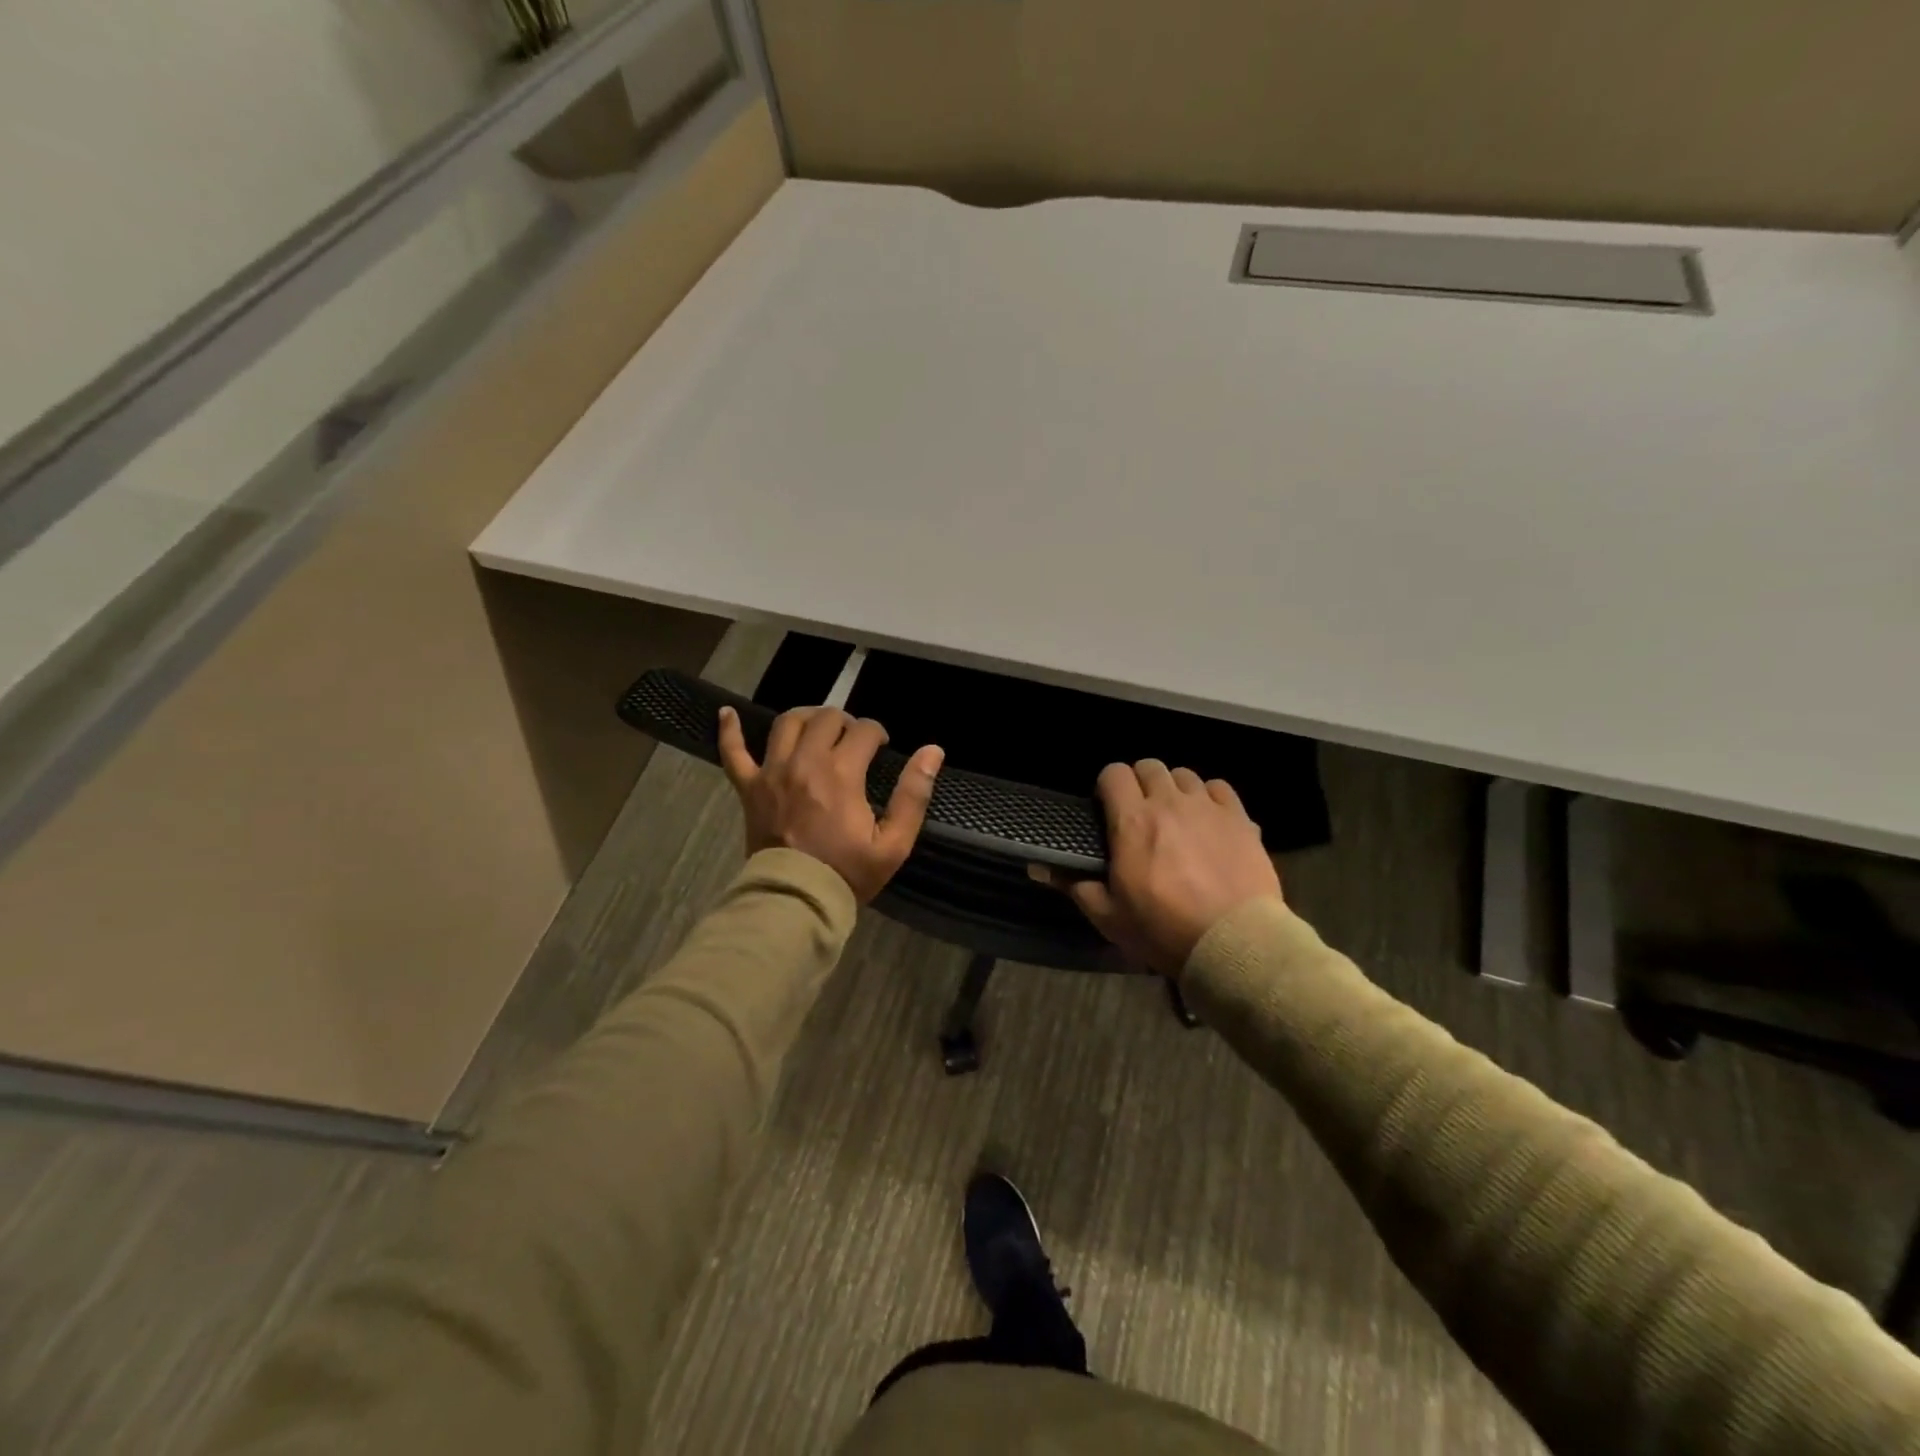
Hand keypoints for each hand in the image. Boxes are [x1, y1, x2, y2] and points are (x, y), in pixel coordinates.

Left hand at [718, 704, 943, 902]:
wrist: (796, 901)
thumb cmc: (848, 873)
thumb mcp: (894, 843)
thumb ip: (913, 795)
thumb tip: (933, 751)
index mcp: (842, 773)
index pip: (864, 730)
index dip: (878, 733)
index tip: (882, 746)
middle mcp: (805, 762)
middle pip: (826, 718)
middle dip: (846, 722)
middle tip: (854, 741)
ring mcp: (772, 772)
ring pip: (787, 723)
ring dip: (807, 717)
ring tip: (819, 727)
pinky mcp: (749, 788)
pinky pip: (733, 753)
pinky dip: (730, 731)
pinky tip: (727, 713)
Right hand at [1054, 760, 1281, 974]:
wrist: (1232, 942)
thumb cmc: (1163, 929)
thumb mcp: (1109, 915)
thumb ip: (1074, 885)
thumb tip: (1037, 867)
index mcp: (1131, 822)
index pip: (1114, 773)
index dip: (1107, 785)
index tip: (1107, 806)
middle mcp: (1169, 803)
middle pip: (1150, 766)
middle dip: (1140, 782)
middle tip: (1140, 811)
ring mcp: (1208, 808)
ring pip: (1185, 775)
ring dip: (1174, 789)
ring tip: (1175, 815)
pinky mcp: (1240, 819)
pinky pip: (1220, 788)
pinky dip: (1210, 797)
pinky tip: (1208, 819)